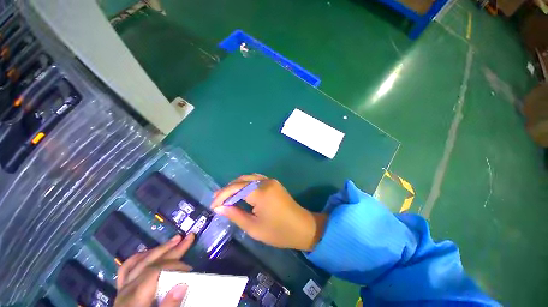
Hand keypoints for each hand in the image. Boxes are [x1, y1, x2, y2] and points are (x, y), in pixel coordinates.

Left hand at [114, 233, 194, 306]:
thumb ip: (168, 306)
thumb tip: (183, 285)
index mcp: (135, 298)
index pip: (156, 271)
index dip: (175, 265)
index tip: (190, 269)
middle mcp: (127, 289)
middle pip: (150, 262)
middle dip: (172, 249)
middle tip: (189, 238)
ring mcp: (122, 288)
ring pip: (141, 262)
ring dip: (159, 249)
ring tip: (174, 240)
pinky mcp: (121, 290)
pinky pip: (127, 268)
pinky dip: (139, 258)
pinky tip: (148, 252)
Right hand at [211, 174, 326, 250]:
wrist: (302, 227)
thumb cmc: (278, 232)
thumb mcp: (254, 227)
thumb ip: (235, 215)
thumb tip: (219, 208)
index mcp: (260, 192)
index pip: (236, 188)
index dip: (222, 195)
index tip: (213, 206)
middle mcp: (265, 182)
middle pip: (241, 180)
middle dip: (228, 189)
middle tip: (217, 201)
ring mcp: (271, 181)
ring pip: (249, 177)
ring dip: (237, 185)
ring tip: (227, 196)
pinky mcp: (274, 183)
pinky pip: (256, 179)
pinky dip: (246, 184)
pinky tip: (241, 192)